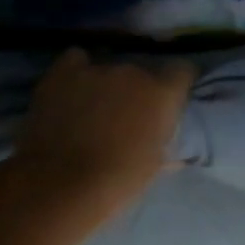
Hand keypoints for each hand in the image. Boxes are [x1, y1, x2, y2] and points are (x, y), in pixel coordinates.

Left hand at [11, 49, 194, 212]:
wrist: (62, 184)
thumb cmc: (118, 180)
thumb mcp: (153, 166)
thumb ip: (165, 146)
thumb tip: (175, 154)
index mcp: (163, 94)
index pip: (182, 71)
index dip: (176, 83)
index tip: (169, 99)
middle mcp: (134, 72)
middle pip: (141, 72)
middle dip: (136, 90)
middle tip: (125, 115)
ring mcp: (97, 69)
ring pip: (108, 69)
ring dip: (105, 85)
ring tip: (92, 109)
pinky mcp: (63, 72)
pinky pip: (75, 60)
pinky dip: (76, 72)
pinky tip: (70, 90)